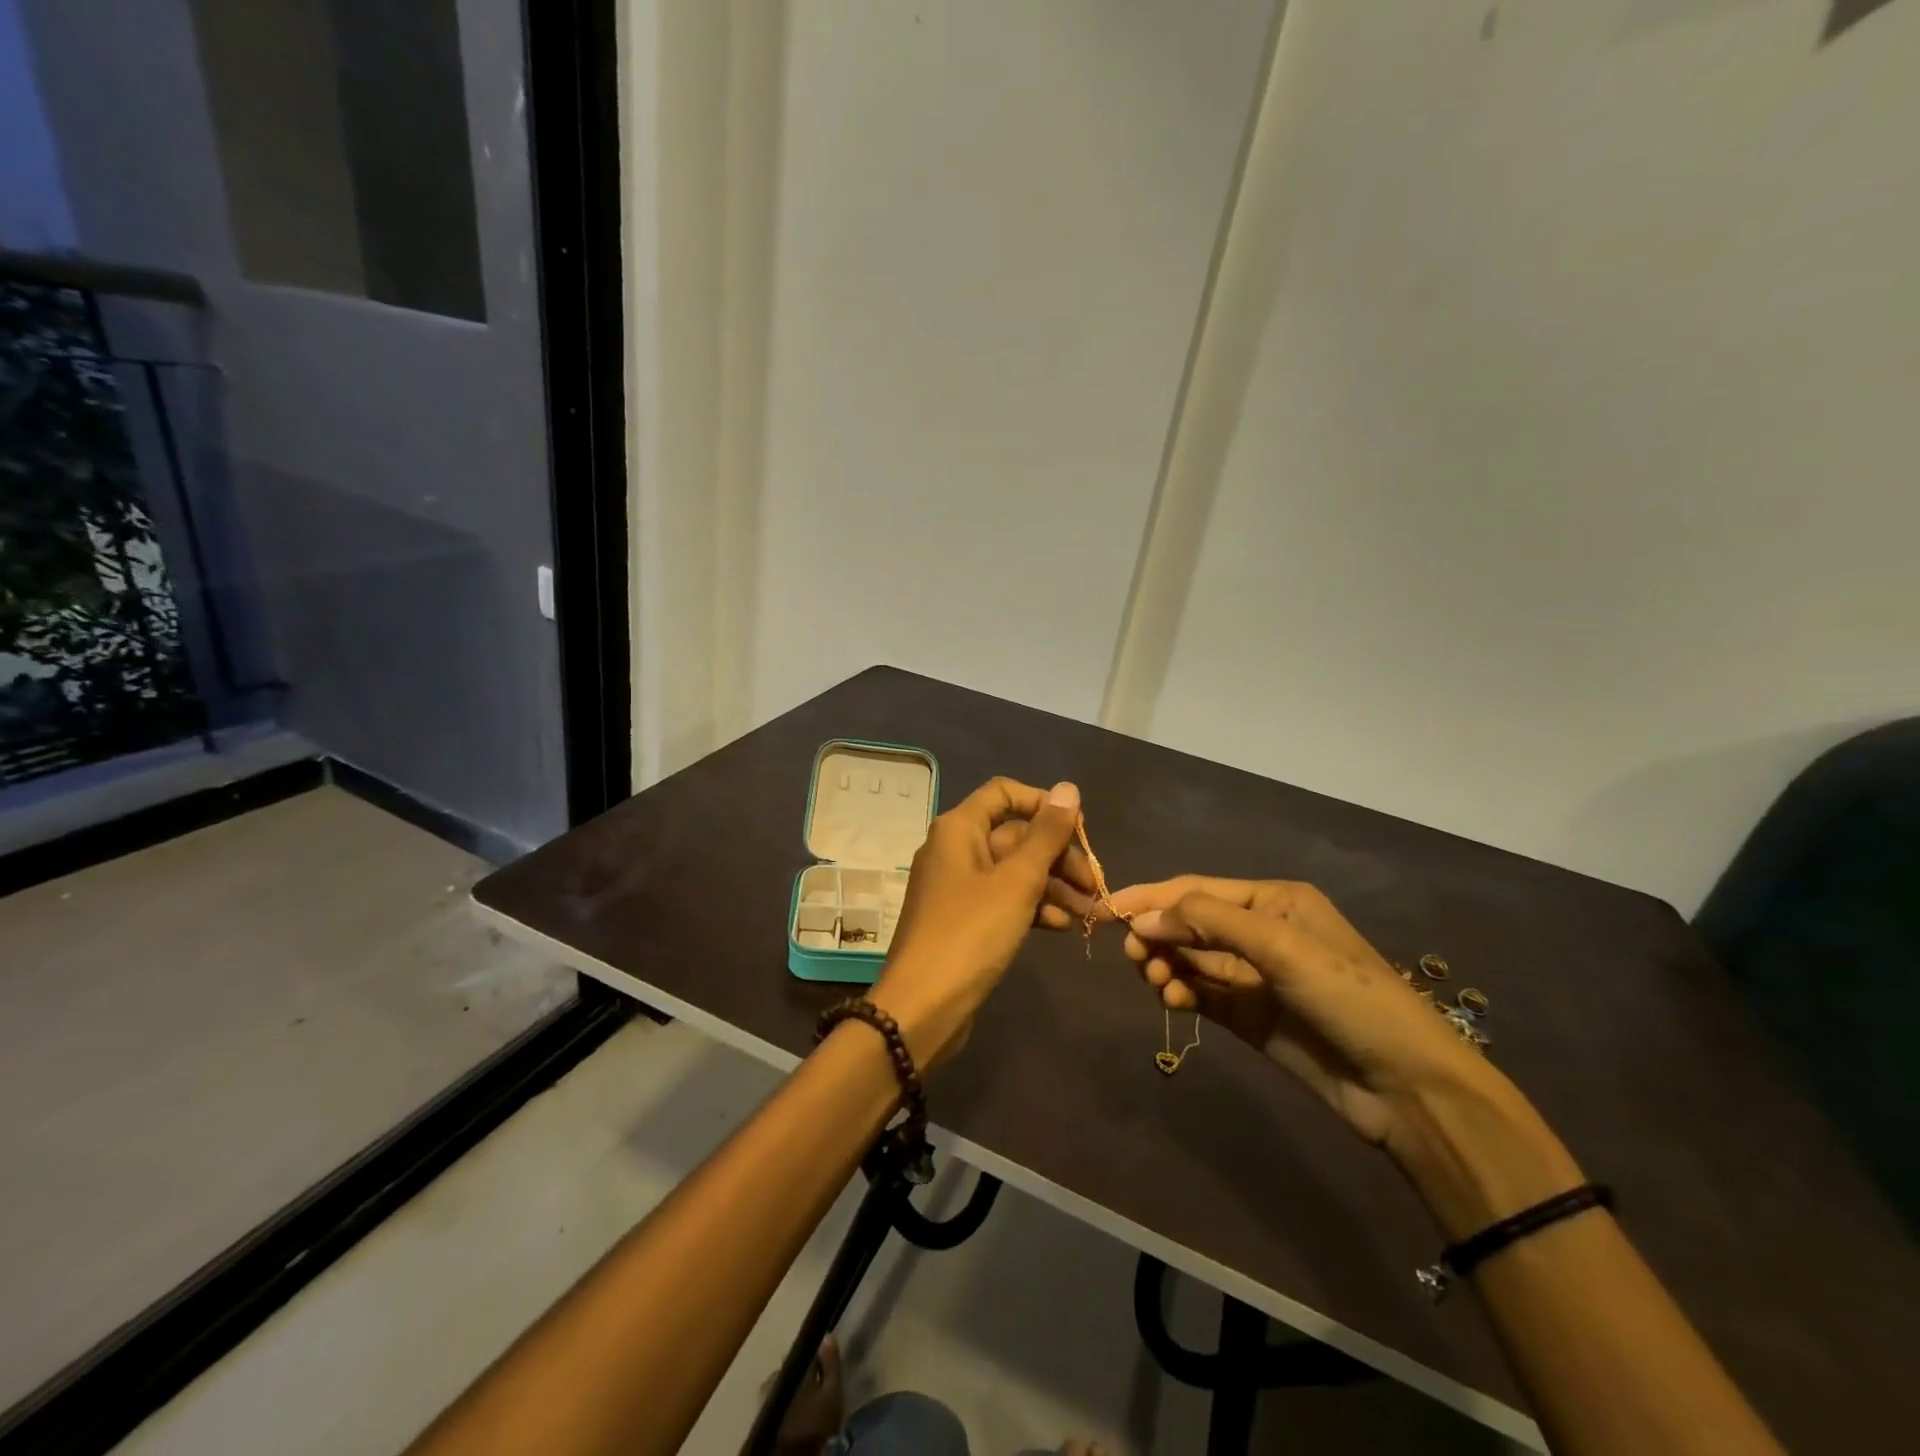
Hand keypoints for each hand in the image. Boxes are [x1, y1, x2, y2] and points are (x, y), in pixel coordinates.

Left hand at [870, 777, 1083, 1067]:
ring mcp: (959, 886)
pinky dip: (1033, 908)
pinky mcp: (965, 920)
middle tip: (1094, 885)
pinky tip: (1061, 926)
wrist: (922, 1007)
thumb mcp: (1016, 881)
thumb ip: (1046, 834)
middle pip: (1015, 835)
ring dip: (1053, 886)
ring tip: (1089, 912)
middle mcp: (956, 849)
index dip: (1043, 804)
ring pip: (1014, 871)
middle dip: (1058, 856)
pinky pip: (1005, 900)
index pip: (1004, 793)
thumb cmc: (970, 933)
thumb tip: (1069, 788)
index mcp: (959, 828)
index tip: (1079, 830)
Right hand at [1110, 876, 1499, 1149]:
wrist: (1406, 1087)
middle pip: (1190, 923)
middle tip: (1136, 956)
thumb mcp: (1280, 946)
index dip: (1151, 897)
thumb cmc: (1348, 996)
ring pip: (1191, 959)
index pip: (1197, 890)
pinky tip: (1172, 1000)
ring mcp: (1254, 976)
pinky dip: (1180, 993)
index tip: (1106, 908)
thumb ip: (1208, 922)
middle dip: (1158, 934)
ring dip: (1167, 964)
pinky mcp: (1249, 1016)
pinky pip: (1201, 994)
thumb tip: (1142, 917)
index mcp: (1272, 901)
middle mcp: (1260, 932)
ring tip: (1158, 982)